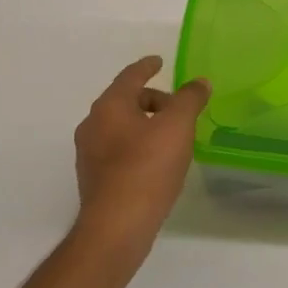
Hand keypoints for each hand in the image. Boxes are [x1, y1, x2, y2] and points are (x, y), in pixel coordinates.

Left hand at [71, 56, 210, 262]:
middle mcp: (92, 125)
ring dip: (145, 124)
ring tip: (171, 138)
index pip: (130, 76)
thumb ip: (189, 99)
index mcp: (109, 106)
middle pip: (124, 101)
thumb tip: (199, 82)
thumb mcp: (177, 127)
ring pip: (120, 126)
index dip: (147, 66)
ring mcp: (89, 153)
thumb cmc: (147, 169)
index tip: (159, 61)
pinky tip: (156, 163)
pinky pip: (118, 149)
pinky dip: (137, 146)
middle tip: (178, 109)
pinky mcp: (93, 178)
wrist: (116, 227)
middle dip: (152, 100)